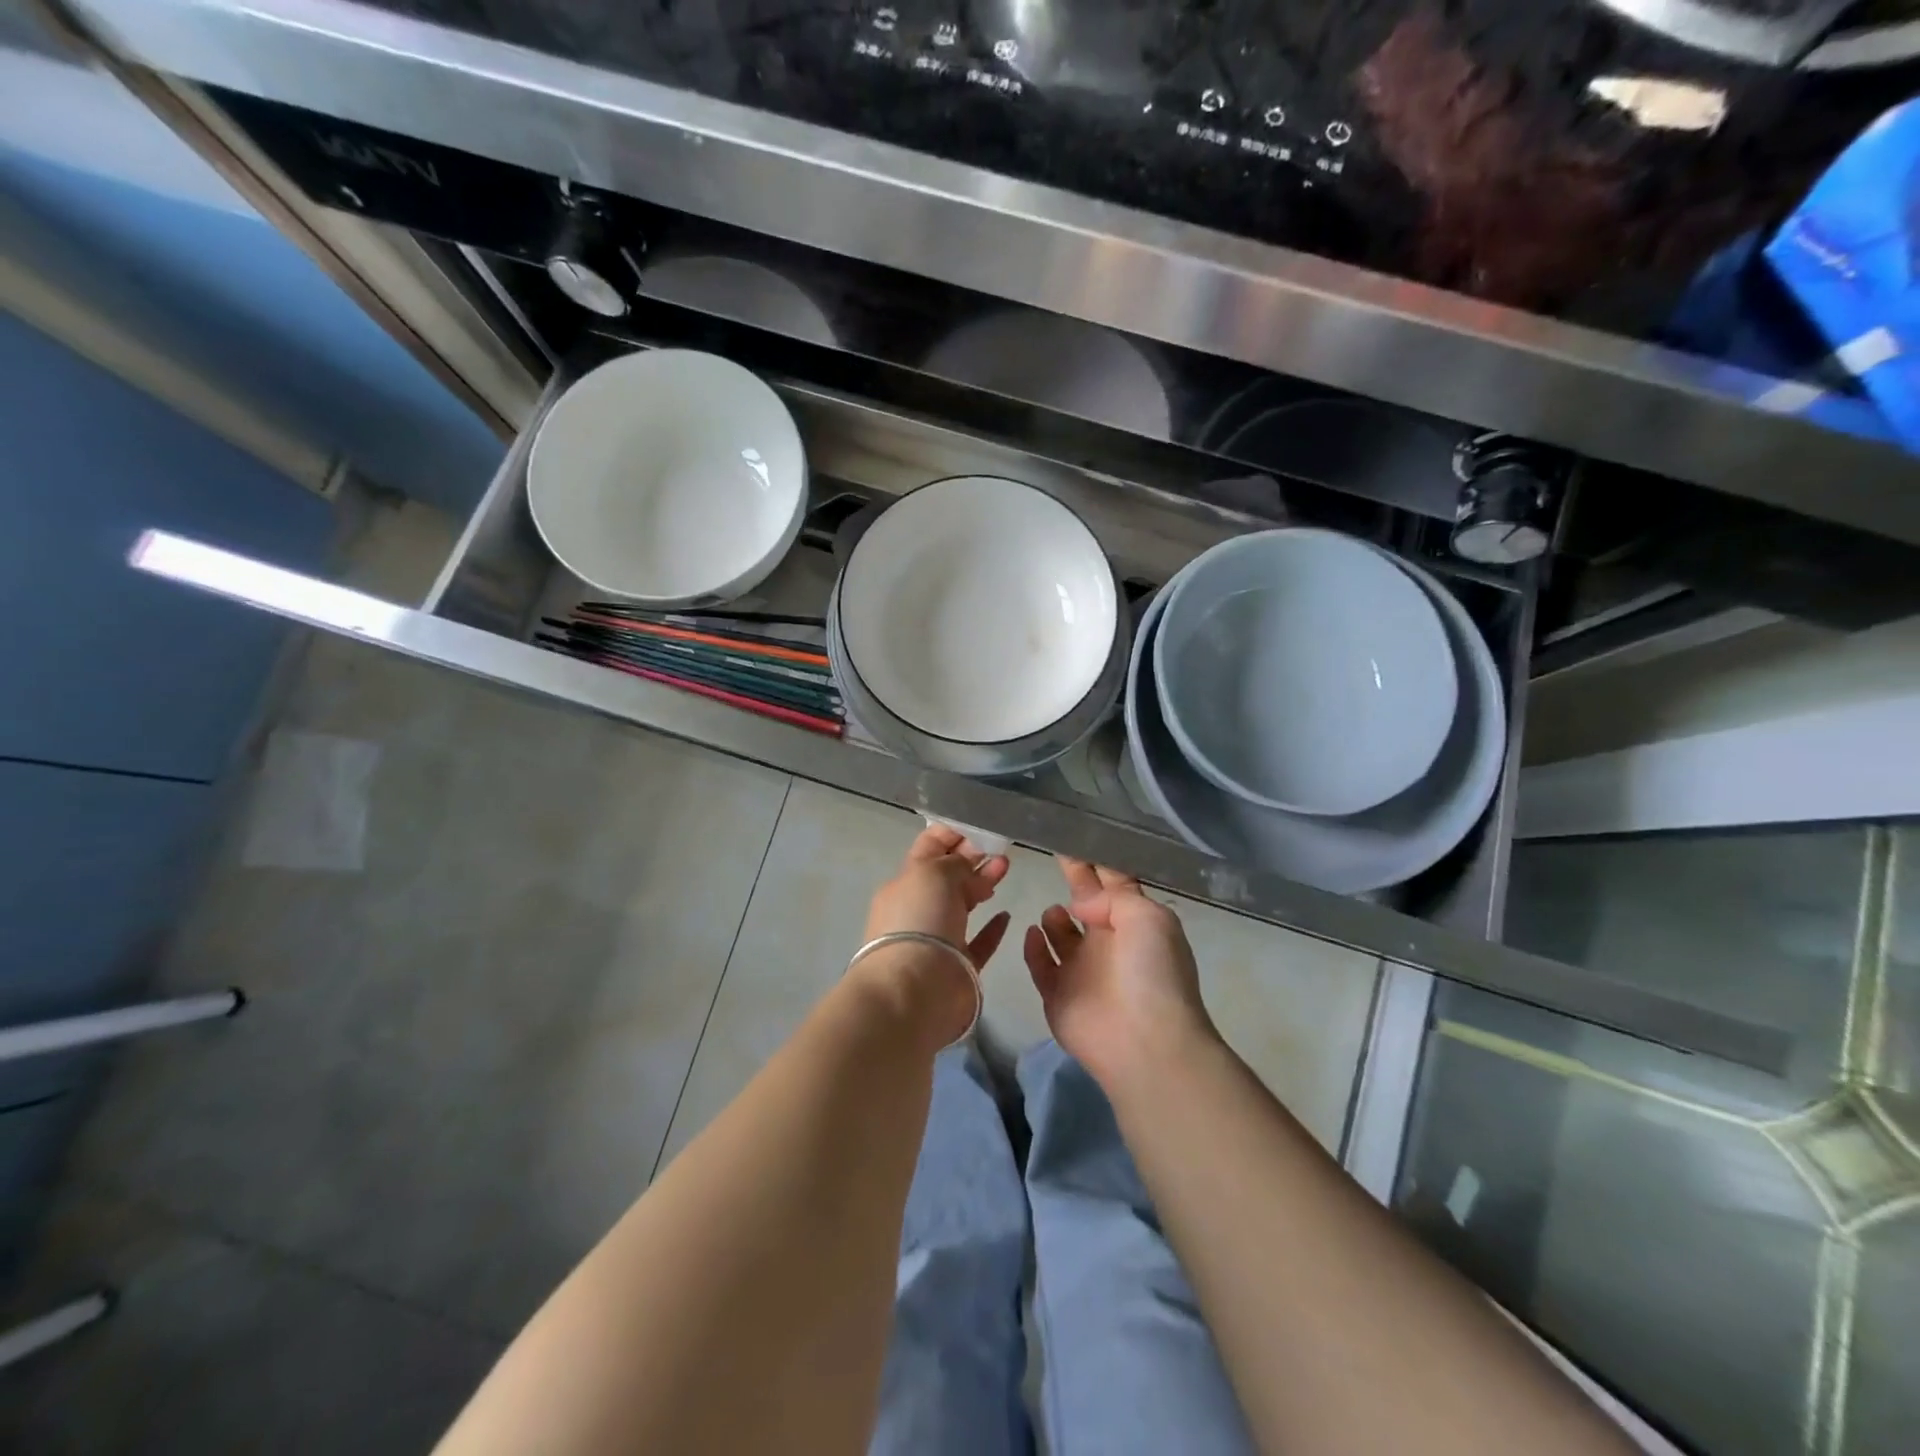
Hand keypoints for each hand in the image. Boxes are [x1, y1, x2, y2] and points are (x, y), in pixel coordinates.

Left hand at [864, 824, 1011, 965]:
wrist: (916, 990)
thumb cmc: (920, 920)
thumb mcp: (934, 873)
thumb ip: (954, 861)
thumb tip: (968, 862)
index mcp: (905, 883)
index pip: (928, 848)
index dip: (952, 834)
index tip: (980, 825)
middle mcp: (919, 908)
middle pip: (948, 875)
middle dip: (972, 857)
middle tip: (1001, 847)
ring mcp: (938, 938)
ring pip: (963, 904)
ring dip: (983, 884)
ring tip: (1006, 868)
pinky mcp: (959, 966)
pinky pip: (978, 941)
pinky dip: (992, 928)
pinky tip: (1006, 915)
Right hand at [1023, 857, 1217, 1089]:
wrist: (1143, 1041)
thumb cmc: (1151, 973)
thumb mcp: (1148, 917)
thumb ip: (1114, 896)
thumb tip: (1081, 903)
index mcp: (1134, 923)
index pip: (1113, 883)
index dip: (1096, 861)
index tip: (1075, 834)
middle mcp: (1107, 942)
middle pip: (1085, 902)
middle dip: (1074, 879)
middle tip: (1052, 851)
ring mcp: (1081, 970)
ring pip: (1061, 935)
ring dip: (1055, 918)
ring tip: (1055, 914)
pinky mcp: (1057, 994)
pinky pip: (1040, 964)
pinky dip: (1034, 948)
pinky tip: (1032, 933)